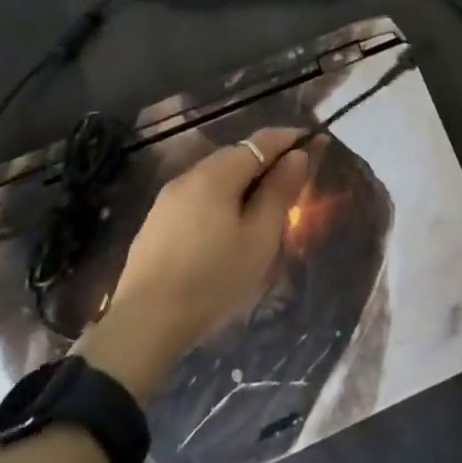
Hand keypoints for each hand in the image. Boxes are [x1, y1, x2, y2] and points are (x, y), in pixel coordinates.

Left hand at [77, 128, 308, 397]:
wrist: (145, 323)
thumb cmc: (214, 278)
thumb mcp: (259, 236)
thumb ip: (279, 191)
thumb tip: (296, 156)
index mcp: (216, 174)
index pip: (261, 141)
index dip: (291, 138)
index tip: (316, 142)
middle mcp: (189, 176)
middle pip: (237, 155)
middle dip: (268, 160)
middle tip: (294, 180)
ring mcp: (168, 198)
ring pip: (216, 176)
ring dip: (245, 180)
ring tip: (265, 205)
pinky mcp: (156, 221)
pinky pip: (199, 196)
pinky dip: (223, 197)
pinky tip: (229, 224)